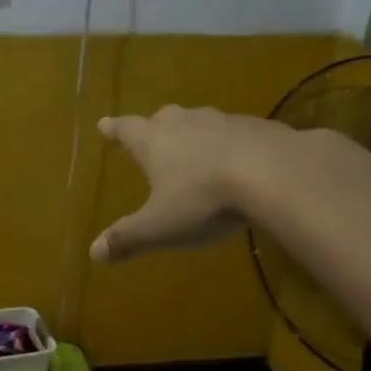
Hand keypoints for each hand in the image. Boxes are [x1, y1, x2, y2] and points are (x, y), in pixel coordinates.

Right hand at [89, 106, 284, 262]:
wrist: (276, 175)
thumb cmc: (205, 200)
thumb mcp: (161, 226)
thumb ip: (128, 238)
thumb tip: (94, 252)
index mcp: (155, 141)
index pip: (126, 129)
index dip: (113, 129)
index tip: (104, 123)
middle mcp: (186, 123)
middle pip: (165, 118)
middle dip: (157, 127)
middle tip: (153, 134)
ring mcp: (226, 122)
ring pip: (203, 122)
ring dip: (197, 133)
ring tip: (199, 148)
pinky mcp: (262, 128)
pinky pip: (241, 133)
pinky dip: (235, 143)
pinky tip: (244, 160)